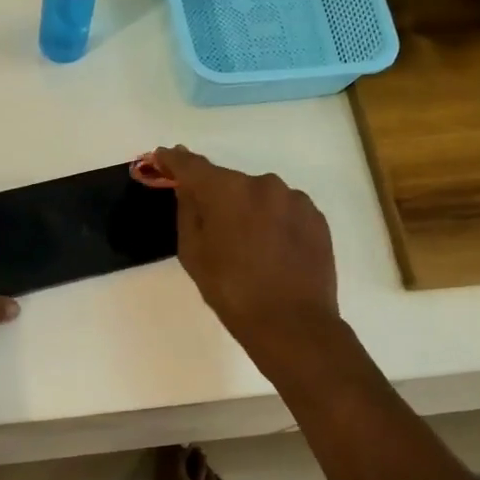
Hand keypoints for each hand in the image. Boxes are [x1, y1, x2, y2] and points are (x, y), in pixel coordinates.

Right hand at [154, 146, 340, 358]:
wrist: (292, 323)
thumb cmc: (231, 291)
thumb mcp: (193, 254)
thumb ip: (187, 212)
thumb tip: (187, 188)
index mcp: (227, 190)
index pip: (192, 165)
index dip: (174, 160)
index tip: (163, 156)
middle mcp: (263, 183)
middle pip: (229, 182)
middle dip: (216, 196)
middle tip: (210, 226)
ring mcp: (294, 199)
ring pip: (259, 196)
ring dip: (248, 211)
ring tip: (246, 246)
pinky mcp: (316, 217)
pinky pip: (284, 211)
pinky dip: (272, 222)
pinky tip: (271, 250)